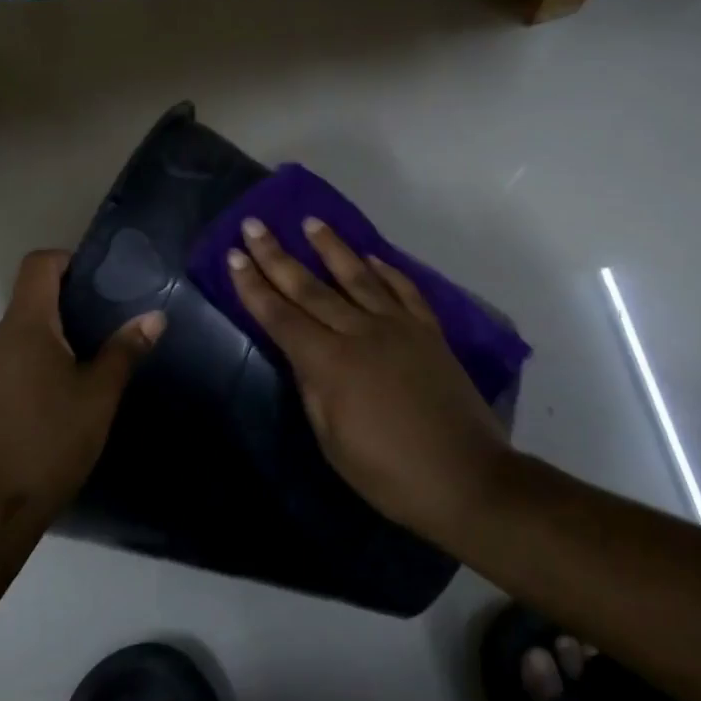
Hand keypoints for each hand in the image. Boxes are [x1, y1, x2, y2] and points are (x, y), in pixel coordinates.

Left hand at [0, 250, 163, 523]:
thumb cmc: (53, 439)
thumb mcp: (100, 394)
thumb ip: (125, 350)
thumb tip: (155, 316)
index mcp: (26, 327)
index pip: (38, 265)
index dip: (67, 260)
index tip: (98, 280)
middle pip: (30, 297)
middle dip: (68, 301)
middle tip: (108, 321)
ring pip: (21, 332)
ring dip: (53, 334)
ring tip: (89, 358)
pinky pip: (10, 359)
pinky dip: (36, 360)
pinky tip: (60, 393)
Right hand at [227, 218, 509, 536]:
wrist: (466, 478)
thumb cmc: (389, 474)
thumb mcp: (332, 441)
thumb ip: (313, 389)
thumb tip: (302, 354)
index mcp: (330, 363)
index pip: (281, 317)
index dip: (253, 287)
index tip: (234, 256)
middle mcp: (361, 333)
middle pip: (311, 288)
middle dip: (277, 256)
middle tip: (253, 225)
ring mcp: (399, 327)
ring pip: (358, 276)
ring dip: (331, 247)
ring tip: (310, 222)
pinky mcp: (429, 331)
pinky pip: (404, 290)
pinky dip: (386, 270)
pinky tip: (371, 255)